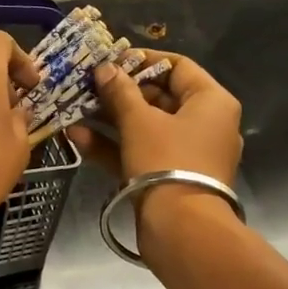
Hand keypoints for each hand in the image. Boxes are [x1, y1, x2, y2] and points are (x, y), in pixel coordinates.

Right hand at [69, 51, 242, 186]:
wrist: (181, 228)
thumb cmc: (166, 161)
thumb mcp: (139, 121)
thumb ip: (120, 92)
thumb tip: (105, 69)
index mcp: (211, 102)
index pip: (178, 66)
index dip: (143, 60)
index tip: (111, 60)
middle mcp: (206, 124)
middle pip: (160, 98)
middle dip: (120, 93)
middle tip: (88, 85)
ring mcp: (187, 154)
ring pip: (146, 128)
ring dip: (110, 120)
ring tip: (76, 109)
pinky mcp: (170, 178)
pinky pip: (142, 153)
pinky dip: (114, 146)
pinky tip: (78, 138)